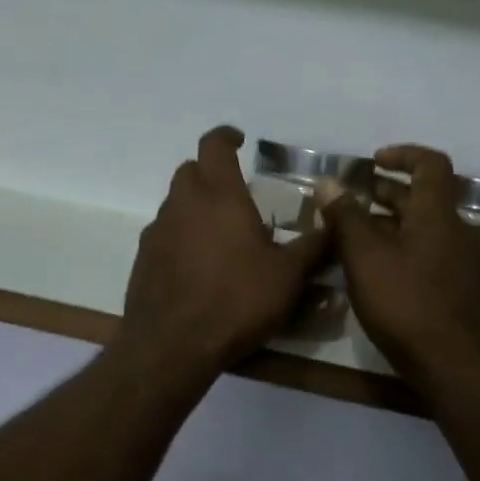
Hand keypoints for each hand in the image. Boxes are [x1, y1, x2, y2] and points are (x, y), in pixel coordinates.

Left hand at [118, 126, 331, 372]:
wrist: (172, 344)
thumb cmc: (236, 301)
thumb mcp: (287, 277)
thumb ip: (313, 247)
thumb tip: (336, 226)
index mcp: (219, 195)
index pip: (214, 145)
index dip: (226, 136)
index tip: (240, 140)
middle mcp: (183, 203)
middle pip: (190, 170)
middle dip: (210, 172)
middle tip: (234, 192)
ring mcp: (158, 230)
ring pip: (175, 202)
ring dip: (195, 206)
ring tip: (220, 233)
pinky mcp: (143, 257)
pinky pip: (164, 232)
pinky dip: (181, 235)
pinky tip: (198, 264)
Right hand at [315, 144, 479, 391]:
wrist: (454, 368)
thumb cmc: (406, 305)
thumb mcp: (365, 258)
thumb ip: (346, 217)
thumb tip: (329, 182)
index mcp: (438, 215)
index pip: (431, 164)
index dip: (403, 154)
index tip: (373, 162)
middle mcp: (458, 231)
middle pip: (424, 197)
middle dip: (387, 193)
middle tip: (351, 202)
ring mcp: (464, 262)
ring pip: (425, 228)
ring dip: (392, 223)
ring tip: (355, 237)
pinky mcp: (462, 288)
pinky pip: (431, 252)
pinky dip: (404, 247)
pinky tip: (378, 270)